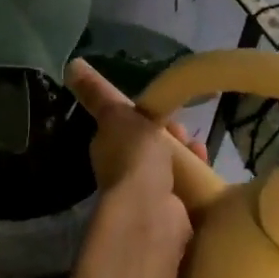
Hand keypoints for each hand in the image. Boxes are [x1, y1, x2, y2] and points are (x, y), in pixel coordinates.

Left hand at [65, 59, 205, 259]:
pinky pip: (187, 189)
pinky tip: (206, 170)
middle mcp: (126, 172)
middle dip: (174, 137)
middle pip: (155, 147)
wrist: (151, 211)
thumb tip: (71, 64)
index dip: (151, 118)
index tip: (167, 113)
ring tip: (200, 150)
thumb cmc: (133, 157)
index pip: (131, 127)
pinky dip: (198, 178)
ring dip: (188, 156)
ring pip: (173, 168)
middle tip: (186, 133)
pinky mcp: (172, 213)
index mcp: (109, 148)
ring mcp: (149, 195)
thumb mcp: (116, 113)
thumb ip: (98, 92)